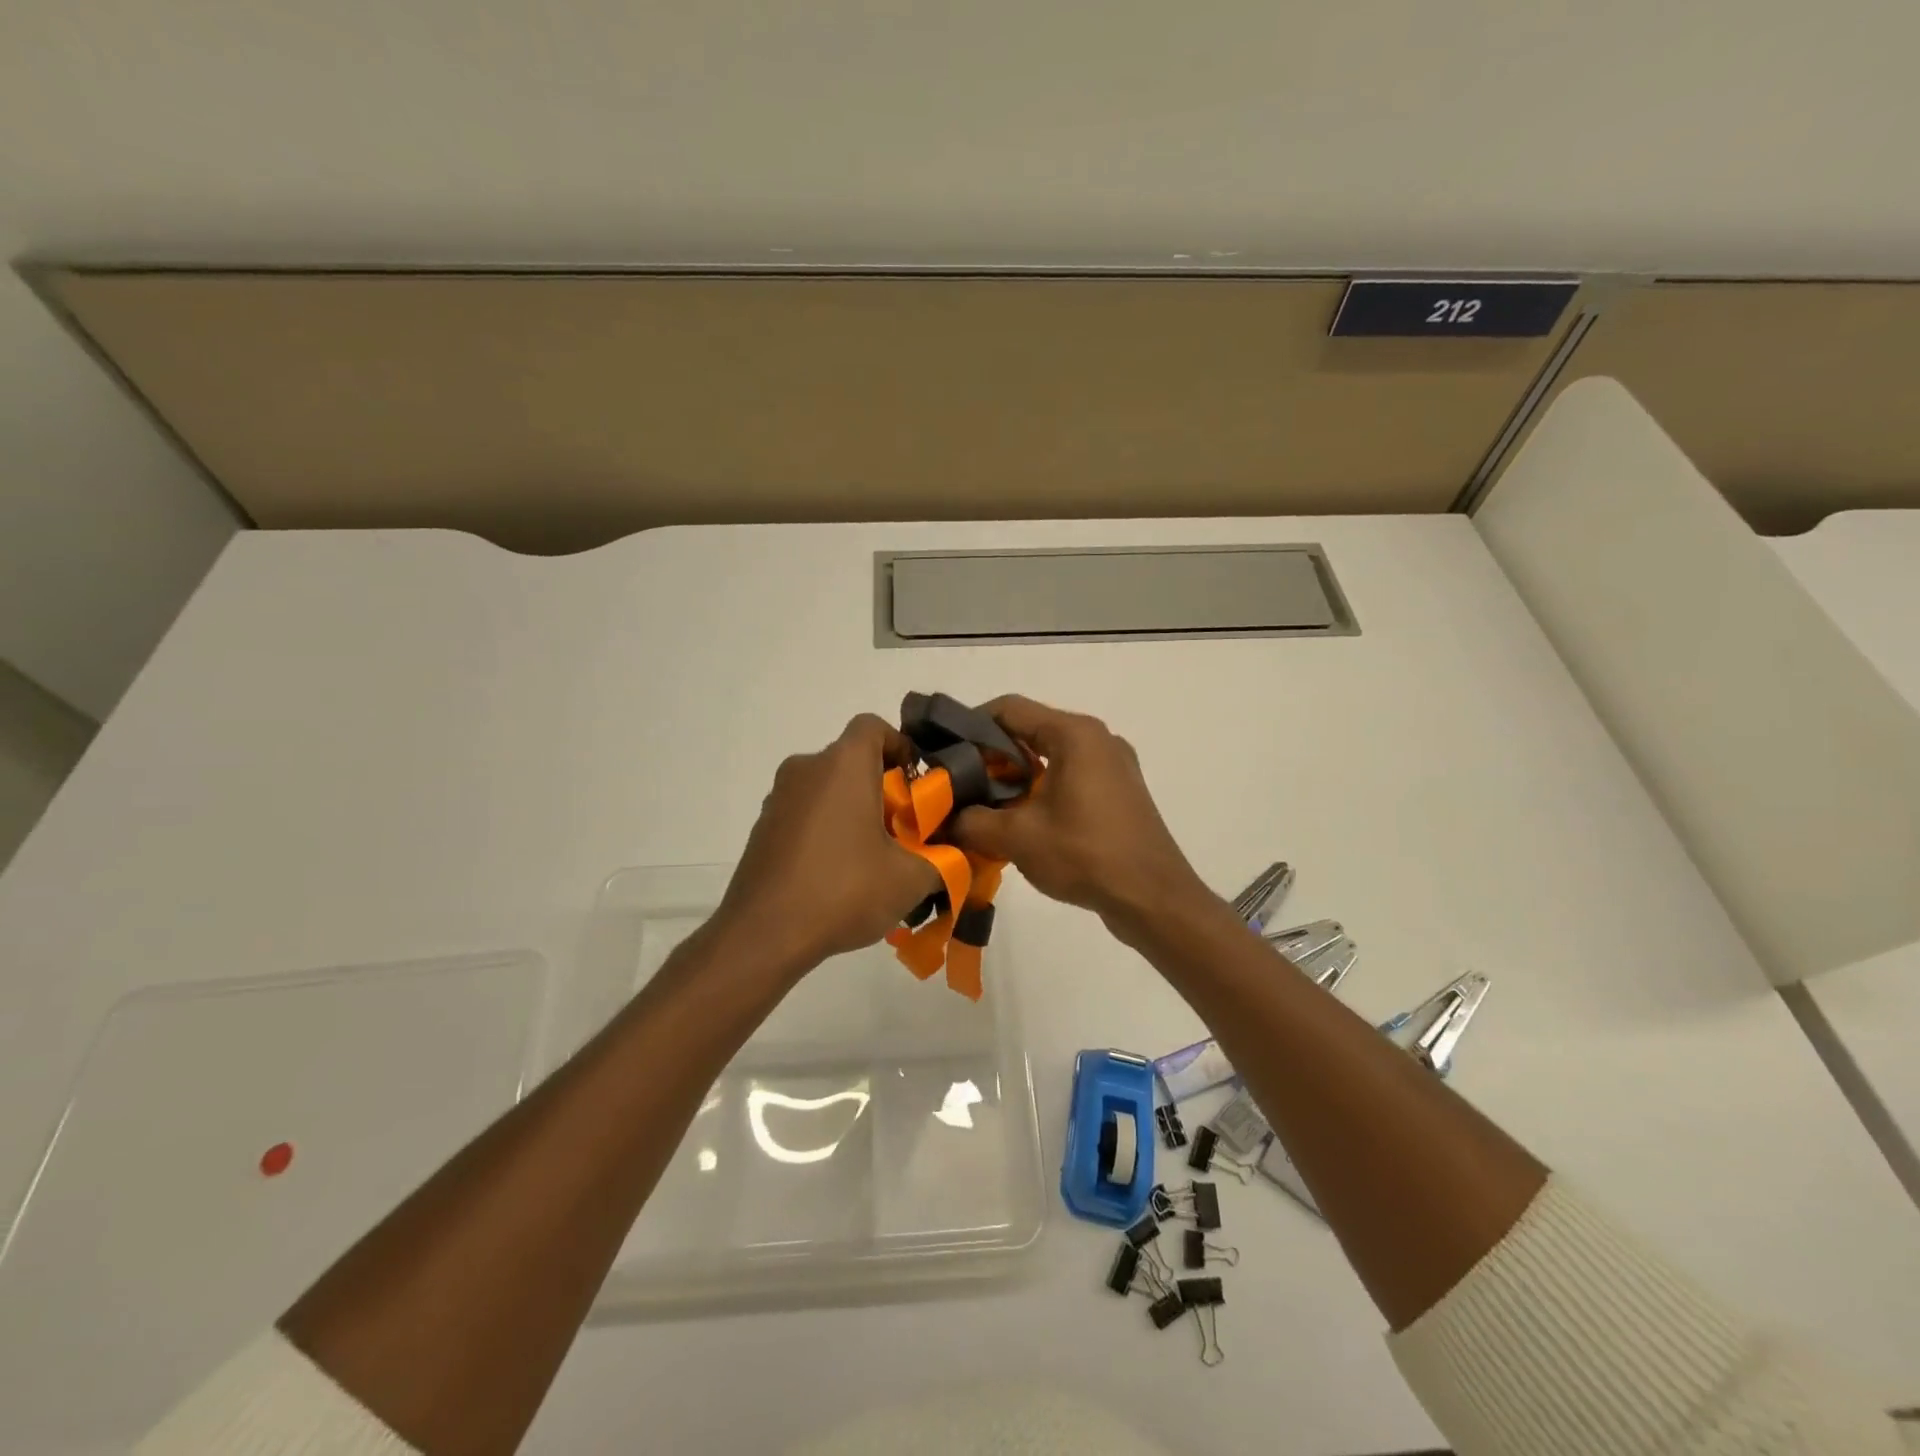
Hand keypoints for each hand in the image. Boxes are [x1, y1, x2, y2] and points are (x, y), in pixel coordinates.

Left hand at [714, 714, 941, 973]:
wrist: (763, 935)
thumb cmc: (843, 890)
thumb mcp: (910, 879)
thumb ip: (943, 861)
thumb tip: (955, 859)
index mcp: (843, 764)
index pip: (873, 726)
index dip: (901, 747)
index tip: (917, 785)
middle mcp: (806, 769)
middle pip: (852, 761)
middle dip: (883, 788)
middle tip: (906, 830)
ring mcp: (778, 799)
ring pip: (828, 789)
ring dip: (854, 811)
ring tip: (875, 859)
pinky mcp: (762, 829)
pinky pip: (805, 815)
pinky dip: (827, 830)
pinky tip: (839, 876)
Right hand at [946, 695, 1207, 930]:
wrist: (1154, 899)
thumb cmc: (1086, 855)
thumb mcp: (1017, 838)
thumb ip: (972, 820)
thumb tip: (946, 818)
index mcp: (1074, 734)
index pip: (1009, 709)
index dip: (969, 724)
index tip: (943, 751)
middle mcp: (1097, 739)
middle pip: (1030, 731)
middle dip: (989, 756)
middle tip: (958, 785)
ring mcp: (1113, 765)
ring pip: (1050, 756)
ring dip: (1015, 777)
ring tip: (984, 806)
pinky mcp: (1120, 792)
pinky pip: (1070, 777)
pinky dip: (1041, 790)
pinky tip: (1021, 822)